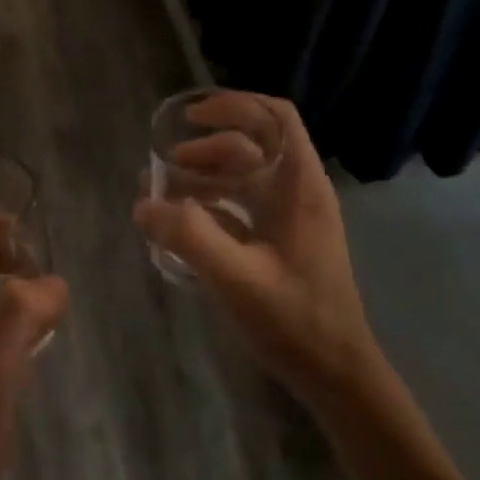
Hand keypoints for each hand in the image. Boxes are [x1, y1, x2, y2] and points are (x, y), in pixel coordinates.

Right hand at [134, 93, 379, 404]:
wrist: (336, 374)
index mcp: (299, 186)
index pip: (275, 118)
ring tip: (163, 195)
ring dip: (203, 176)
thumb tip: (143, 203)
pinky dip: (209, 205)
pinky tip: (181, 225)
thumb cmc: (295, 320)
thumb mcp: (237, 277)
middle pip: (252, 145)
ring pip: (244, 176)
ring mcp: (290, 219)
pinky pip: (241, 206)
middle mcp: (297, 192)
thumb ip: (189, 236)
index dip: (233, 106)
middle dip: (204, 148)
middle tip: (163, 169)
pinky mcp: (280, 242)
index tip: (189, 118)